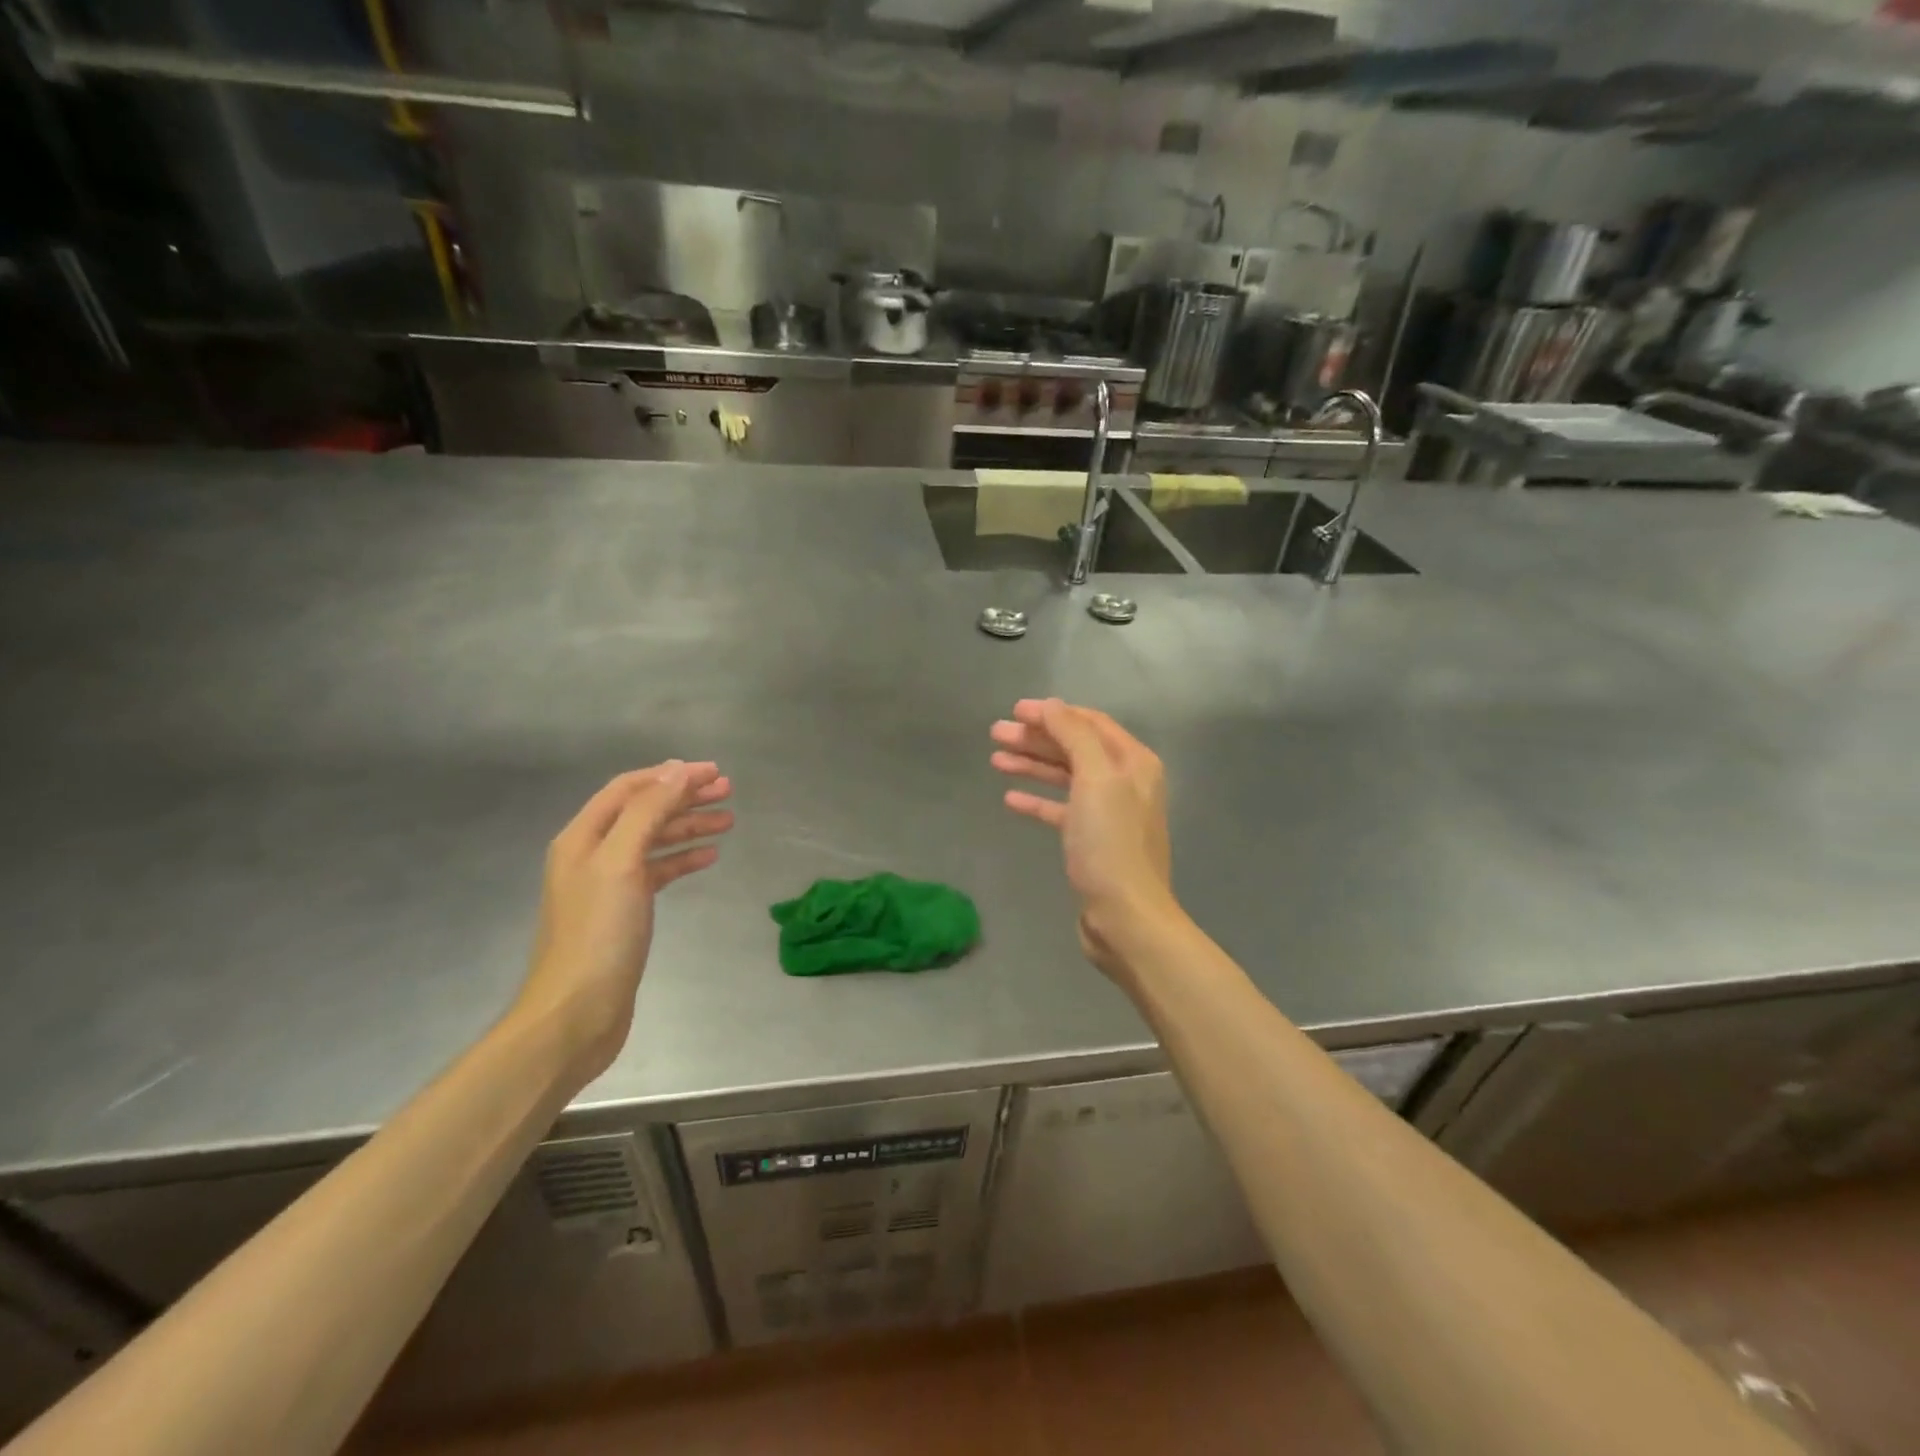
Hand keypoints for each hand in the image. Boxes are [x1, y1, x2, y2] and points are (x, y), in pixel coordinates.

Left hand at [515, 761, 732, 1086]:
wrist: (575, 1013)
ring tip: (728, 821)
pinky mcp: (624, 912)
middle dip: (685, 798)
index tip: (713, 771)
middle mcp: (593, 854)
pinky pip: (658, 872)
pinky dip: (683, 859)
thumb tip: (677, 772)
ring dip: (689, 827)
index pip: (629, 789)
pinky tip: (709, 857)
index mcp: (583, 837)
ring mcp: (608, 884)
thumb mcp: (622, 862)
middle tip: (728, 792)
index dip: (671, 775)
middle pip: (644, 812)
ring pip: (654, 841)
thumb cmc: (598, 934)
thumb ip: (648, 813)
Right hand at [990, 698, 1180, 976]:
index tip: (1015, 711)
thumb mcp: (1095, 779)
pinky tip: (1010, 798)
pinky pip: (1061, 810)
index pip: (1089, 723)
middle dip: (1036, 738)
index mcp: (1133, 762)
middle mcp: (1125, 782)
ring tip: (996, 759)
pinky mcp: (1093, 842)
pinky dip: (1037, 801)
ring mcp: (1109, 813)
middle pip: (1074, 749)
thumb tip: (1051, 705)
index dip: (1052, 713)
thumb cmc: (1111, 842)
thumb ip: (1073, 735)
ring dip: (1032, 765)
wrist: (1126, 916)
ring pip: (1065, 778)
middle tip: (995, 734)